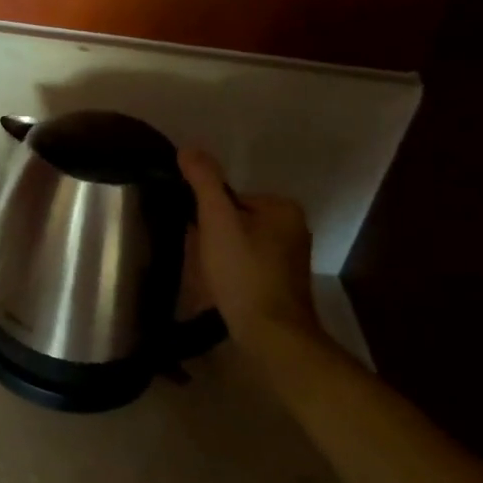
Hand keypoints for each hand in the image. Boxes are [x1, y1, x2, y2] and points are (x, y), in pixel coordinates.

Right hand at [179, 149, 322, 352]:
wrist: (271, 333)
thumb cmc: (244, 272)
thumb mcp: (217, 220)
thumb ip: (204, 182)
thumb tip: (188, 148)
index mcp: (282, 208)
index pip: (229, 196)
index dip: (206, 214)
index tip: (197, 235)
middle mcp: (293, 228)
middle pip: (235, 219)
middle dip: (213, 234)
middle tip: (199, 255)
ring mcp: (290, 258)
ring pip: (239, 243)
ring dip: (220, 253)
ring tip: (208, 272)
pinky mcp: (282, 283)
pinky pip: (247, 264)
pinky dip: (232, 271)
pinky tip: (222, 286)